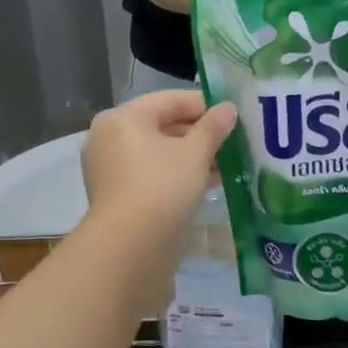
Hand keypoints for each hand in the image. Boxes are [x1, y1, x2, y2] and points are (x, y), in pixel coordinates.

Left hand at [83, 90, 236, 240]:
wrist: (132, 246)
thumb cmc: (162, 186)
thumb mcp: (195, 153)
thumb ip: (213, 127)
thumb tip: (228, 108)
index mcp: (123, 118)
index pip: (170, 100)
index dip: (205, 105)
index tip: (235, 115)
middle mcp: (111, 139)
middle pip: (164, 126)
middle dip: (201, 134)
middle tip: (235, 141)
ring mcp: (113, 170)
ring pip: (161, 154)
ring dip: (194, 157)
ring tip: (229, 163)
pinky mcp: (121, 197)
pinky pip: (155, 176)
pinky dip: (180, 176)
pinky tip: (211, 183)